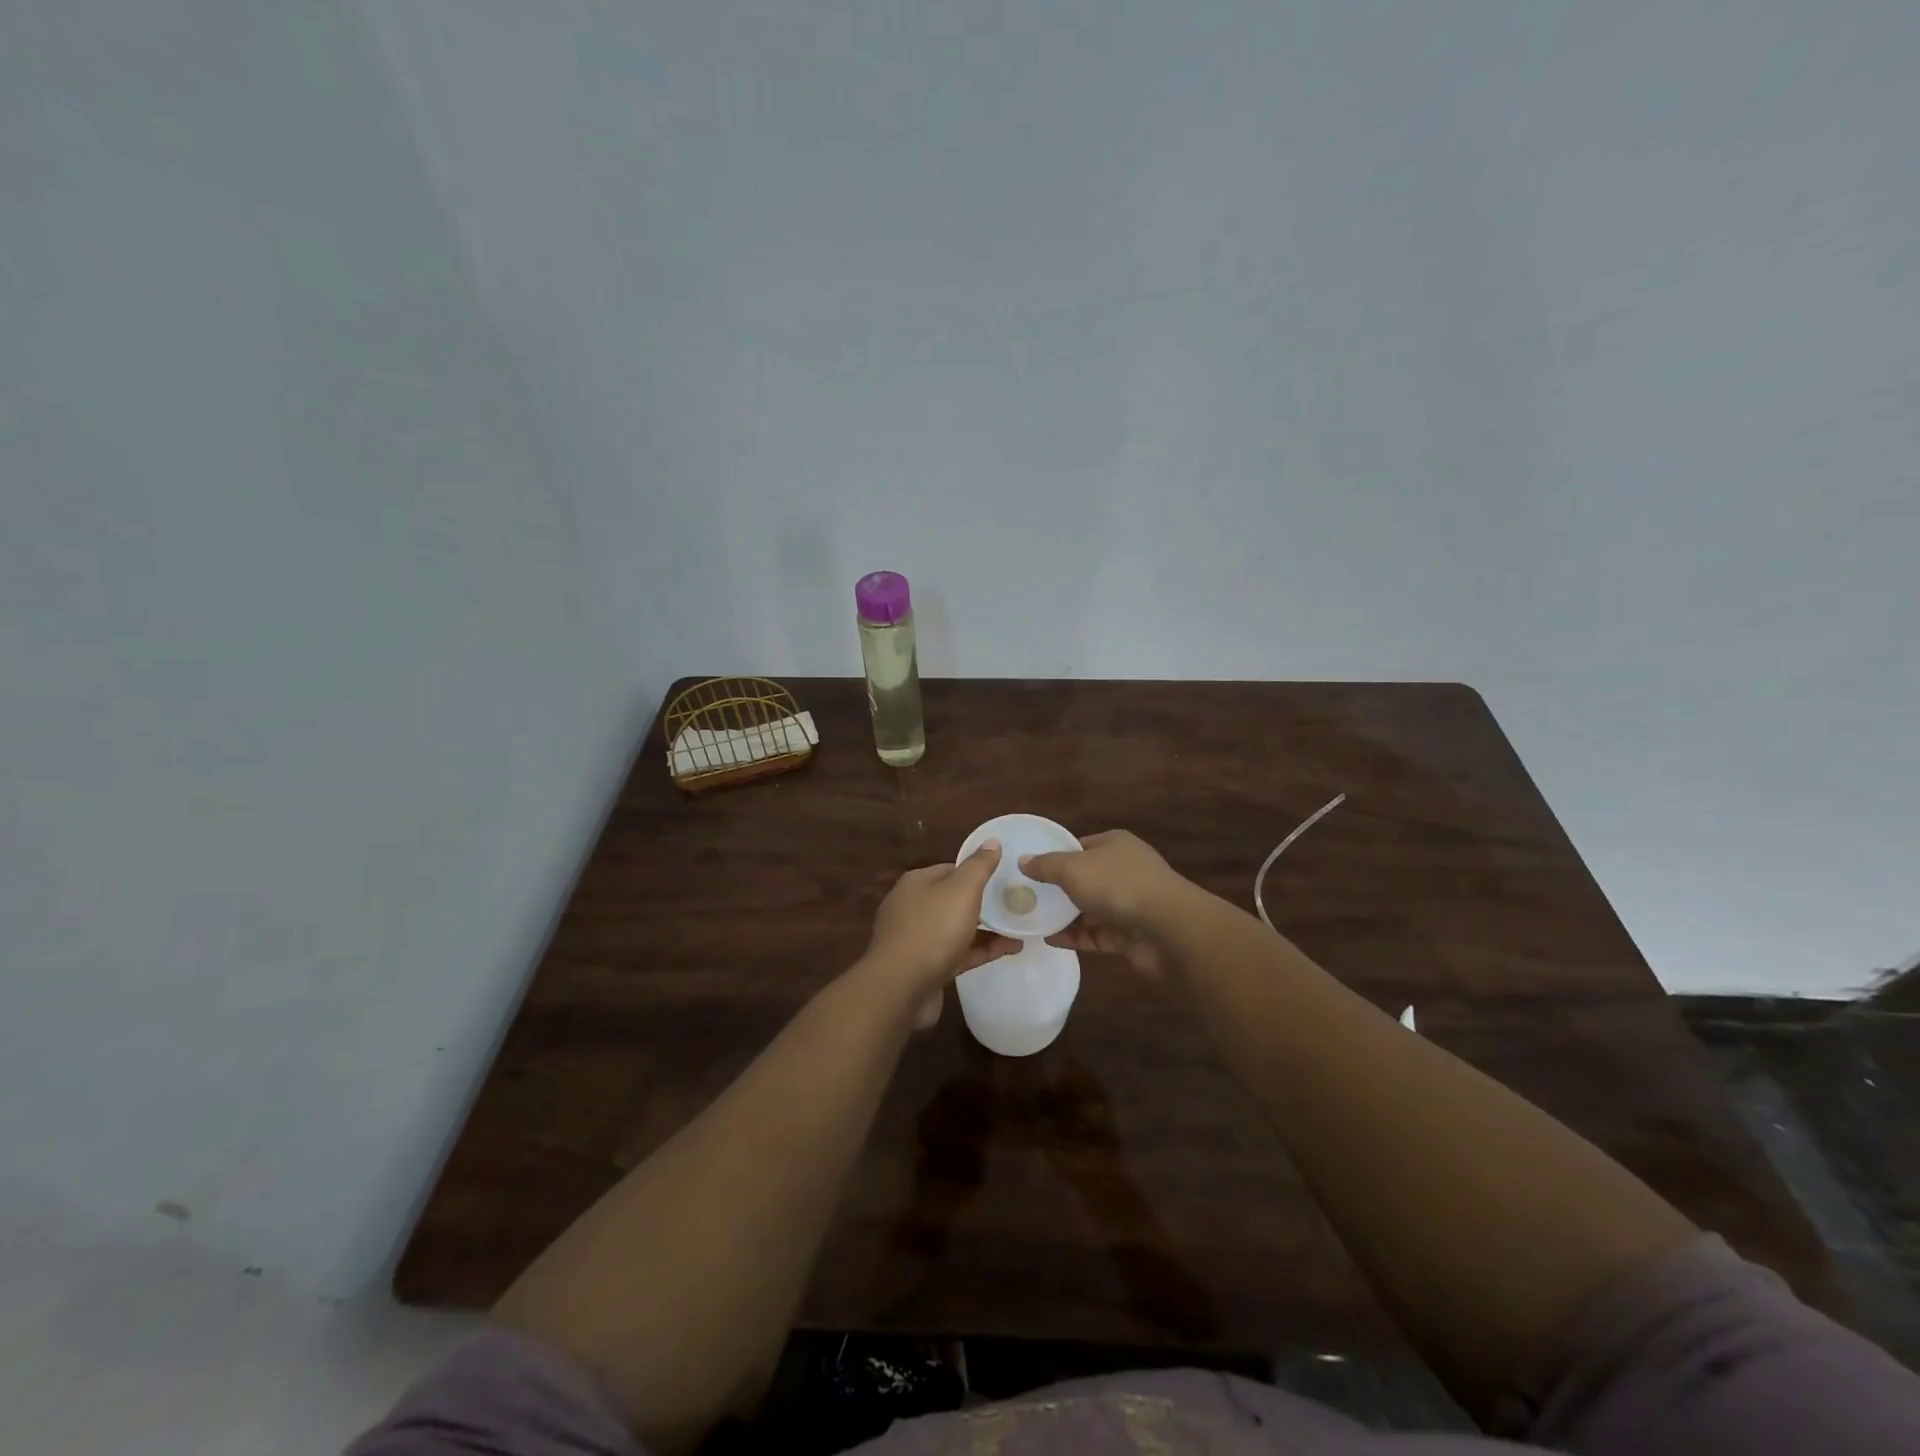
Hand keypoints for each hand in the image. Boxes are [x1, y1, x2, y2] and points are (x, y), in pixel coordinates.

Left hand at [862, 842, 1019, 995]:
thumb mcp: (962, 890)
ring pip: (957, 928)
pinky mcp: (925, 967)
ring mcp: (916, 940)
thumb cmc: (933, 929)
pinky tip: (1009, 950)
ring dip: (987, 929)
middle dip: (983, 903)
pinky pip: (958, 953)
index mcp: (917, 883)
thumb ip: (979, 866)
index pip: (951, 869)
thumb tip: (993, 841)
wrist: (901, 988)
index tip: (1004, 878)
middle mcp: (912, 907)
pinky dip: (981, 950)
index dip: (977, 872)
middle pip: (953, 900)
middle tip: (1015, 905)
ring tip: (1020, 929)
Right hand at [1022, 830, 1187, 975]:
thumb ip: (1046, 865)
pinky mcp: (1131, 934)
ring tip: (1032, 920)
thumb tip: (1023, 861)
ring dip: (1066, 915)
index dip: (1057, 854)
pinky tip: (1050, 940)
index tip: (1031, 867)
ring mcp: (1130, 903)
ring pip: (1091, 908)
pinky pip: (1097, 934)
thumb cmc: (1117, 885)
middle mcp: (1125, 870)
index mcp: (1115, 844)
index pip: (1081, 845)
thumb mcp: (1073, 868)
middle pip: (1086, 877)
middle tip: (1027, 896)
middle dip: (1059, 887)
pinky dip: (1076, 936)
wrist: (1167, 929)